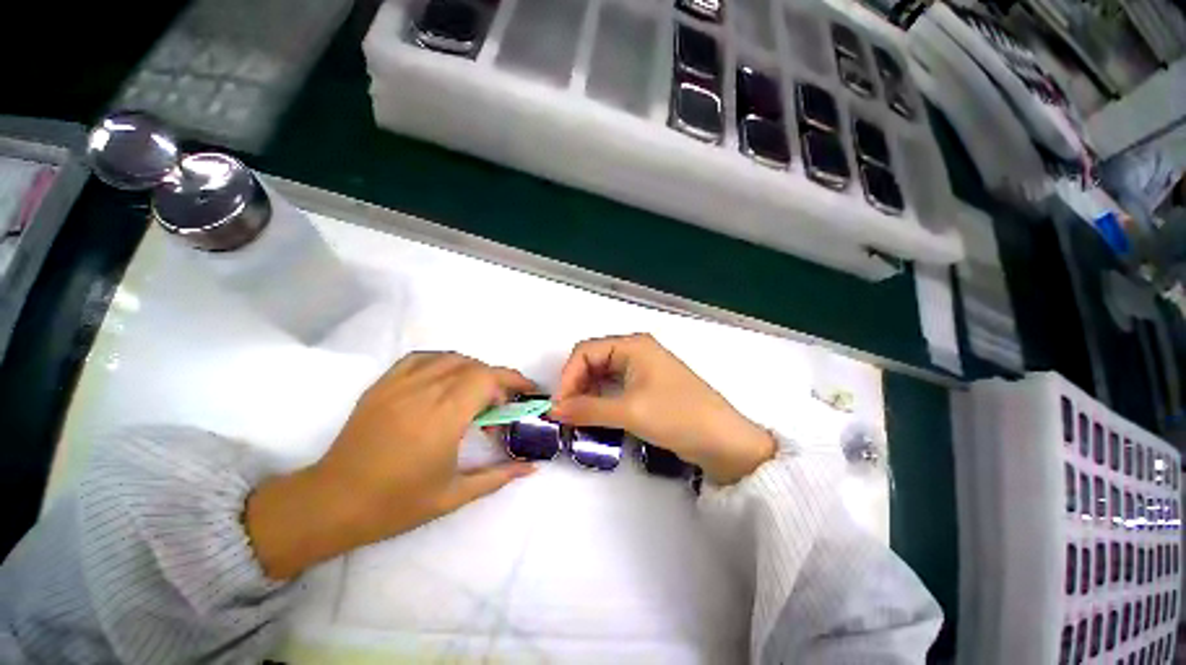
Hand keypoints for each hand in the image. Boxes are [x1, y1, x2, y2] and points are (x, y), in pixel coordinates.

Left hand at [246, 352, 535, 578]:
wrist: (331, 503)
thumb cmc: (395, 503)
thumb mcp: (454, 495)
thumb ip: (498, 476)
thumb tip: (532, 467)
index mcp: (444, 417)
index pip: (487, 379)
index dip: (512, 380)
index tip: (527, 391)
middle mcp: (424, 392)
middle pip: (473, 367)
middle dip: (497, 379)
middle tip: (503, 403)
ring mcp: (399, 385)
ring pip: (450, 358)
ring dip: (474, 369)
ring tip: (478, 391)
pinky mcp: (383, 385)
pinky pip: (421, 358)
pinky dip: (443, 362)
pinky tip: (447, 378)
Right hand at [550, 334, 774, 485]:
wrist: (724, 442)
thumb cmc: (678, 417)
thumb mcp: (630, 412)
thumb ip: (587, 409)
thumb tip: (553, 410)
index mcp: (633, 345)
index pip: (585, 351)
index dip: (568, 377)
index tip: (560, 406)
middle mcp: (635, 351)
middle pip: (592, 361)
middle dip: (576, 385)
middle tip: (566, 415)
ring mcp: (642, 369)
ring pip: (602, 376)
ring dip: (587, 395)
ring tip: (578, 419)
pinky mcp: (647, 387)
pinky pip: (614, 388)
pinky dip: (601, 401)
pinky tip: (595, 417)